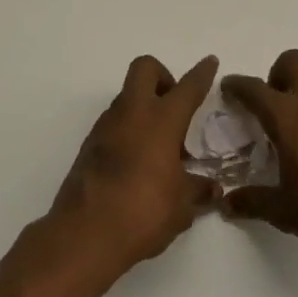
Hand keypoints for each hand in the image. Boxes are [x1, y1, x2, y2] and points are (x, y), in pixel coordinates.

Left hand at [44, 55, 220, 281]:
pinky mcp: (88, 145)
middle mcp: (132, 114)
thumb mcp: (181, 205)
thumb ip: (198, 190)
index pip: (187, 88)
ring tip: (160, 144)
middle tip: (175, 105)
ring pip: (127, 97)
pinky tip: (138, 162)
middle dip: (163, 76)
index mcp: (161, 121)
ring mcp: (105, 127)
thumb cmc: (143, 212)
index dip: (201, 74)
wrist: (85, 234)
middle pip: (145, 69)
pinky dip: (128, 130)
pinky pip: (113, 123)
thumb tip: (212, 189)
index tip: (209, 63)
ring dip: (144, 107)